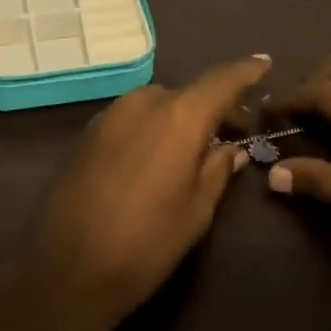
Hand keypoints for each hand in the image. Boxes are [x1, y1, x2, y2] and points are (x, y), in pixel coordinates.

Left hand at [3, 55, 272, 330]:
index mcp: (178, 115)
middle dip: (212, 108)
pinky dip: (152, 127)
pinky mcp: (88, 133)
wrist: (66, 268)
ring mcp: (110, 114)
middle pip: (188, 94)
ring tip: (194, 149)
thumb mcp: (196, 210)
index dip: (245, 71)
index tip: (264, 63)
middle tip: (234, 132)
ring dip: (179, 118)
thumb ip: (217, 169)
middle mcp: (143, 102)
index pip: (221, 81)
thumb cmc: (146, 243)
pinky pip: (132, 119)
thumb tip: (231, 148)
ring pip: (157, 105)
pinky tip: (156, 157)